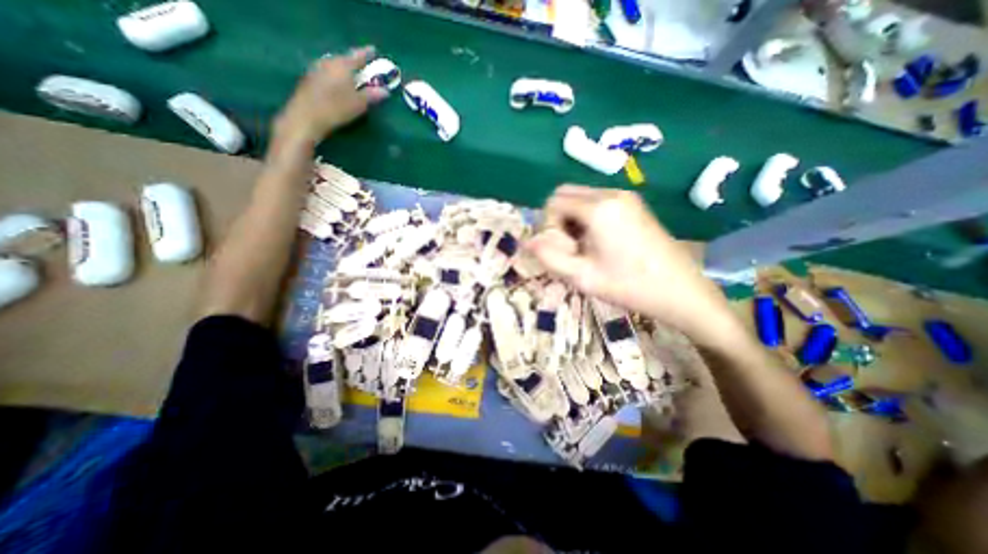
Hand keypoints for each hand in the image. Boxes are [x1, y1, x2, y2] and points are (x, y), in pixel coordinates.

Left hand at [277, 45, 389, 143]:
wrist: (307, 116)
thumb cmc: (337, 108)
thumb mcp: (359, 104)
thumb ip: (372, 95)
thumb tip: (385, 91)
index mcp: (342, 64)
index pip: (358, 56)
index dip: (367, 54)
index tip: (374, 51)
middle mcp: (329, 62)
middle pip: (344, 59)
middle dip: (354, 63)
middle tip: (363, 68)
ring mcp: (317, 69)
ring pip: (335, 66)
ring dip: (344, 71)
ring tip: (352, 78)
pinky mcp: (310, 79)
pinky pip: (327, 74)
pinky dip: (336, 78)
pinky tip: (339, 86)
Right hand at [524, 184, 739, 341]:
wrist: (680, 291)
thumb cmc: (629, 286)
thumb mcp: (582, 277)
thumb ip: (549, 258)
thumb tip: (528, 242)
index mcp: (598, 208)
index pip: (554, 202)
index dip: (549, 226)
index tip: (563, 250)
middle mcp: (611, 193)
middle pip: (566, 193)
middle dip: (559, 219)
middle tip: (571, 247)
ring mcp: (626, 196)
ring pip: (581, 197)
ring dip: (573, 218)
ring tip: (586, 247)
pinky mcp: (634, 204)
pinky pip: (598, 201)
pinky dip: (588, 216)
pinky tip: (600, 241)